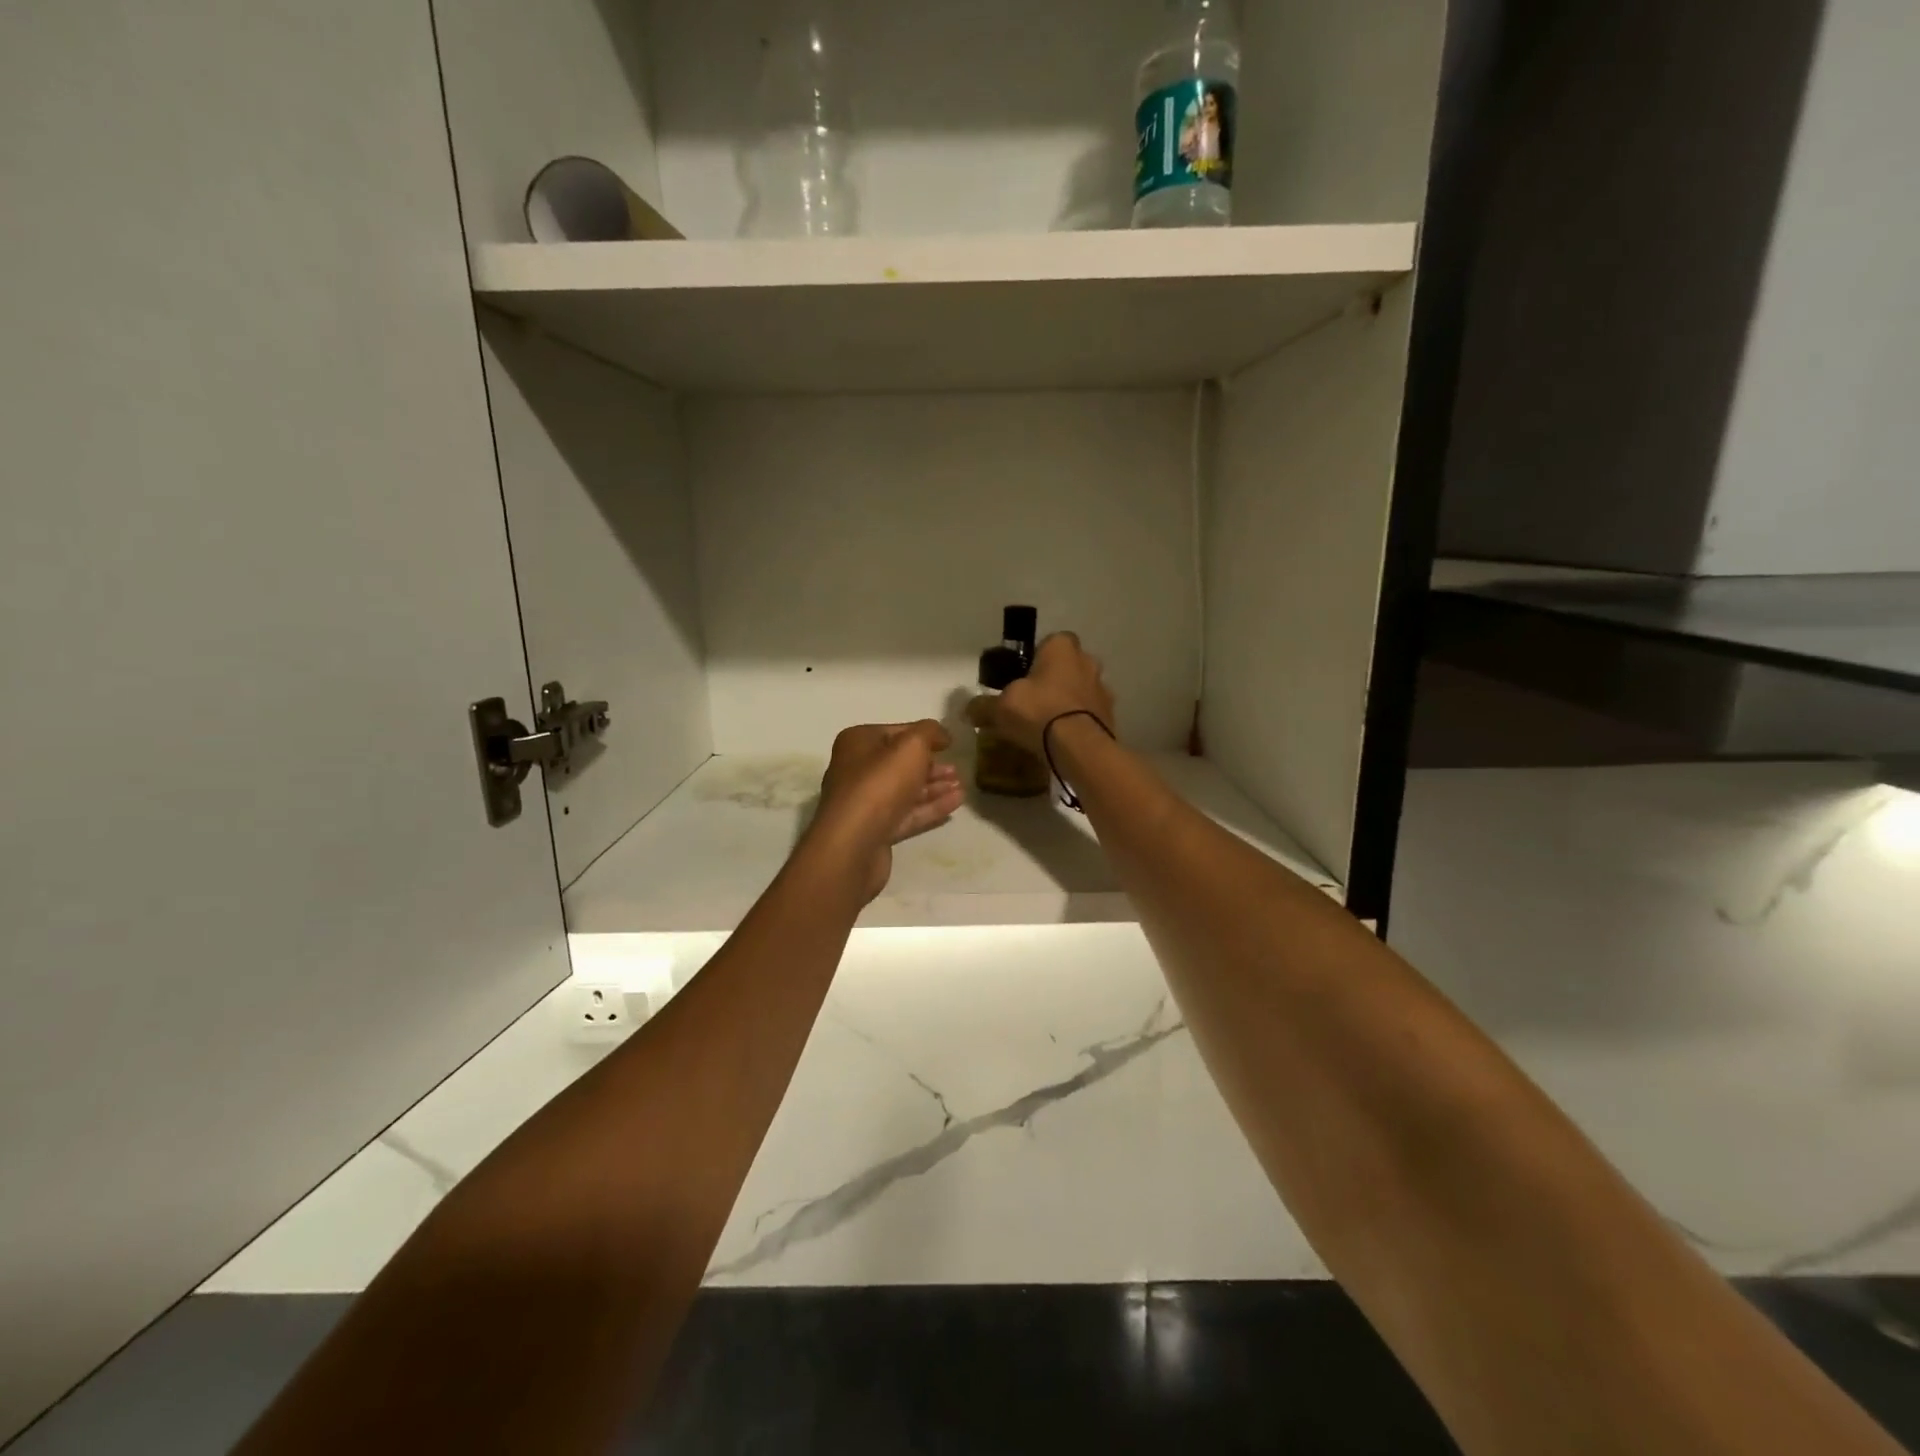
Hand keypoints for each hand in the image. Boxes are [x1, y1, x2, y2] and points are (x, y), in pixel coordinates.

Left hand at [807, 721, 964, 901]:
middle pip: (900, 763)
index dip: (924, 735)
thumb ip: (930, 732)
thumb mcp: (911, 746)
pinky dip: (931, 807)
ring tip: (961, 786)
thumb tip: (941, 734)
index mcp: (858, 743)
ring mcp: (865, 803)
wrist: (854, 843)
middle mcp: (856, 770)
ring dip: (934, 787)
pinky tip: (956, 803)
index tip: (950, 743)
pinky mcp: (875, 830)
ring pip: (905, 790)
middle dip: (931, 765)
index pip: (896, 732)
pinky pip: (907, 814)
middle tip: (957, 769)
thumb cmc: (881, 784)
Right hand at [966, 631, 1114, 756]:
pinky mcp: (1110, 716)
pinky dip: (1078, 722)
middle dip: (1053, 680)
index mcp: (1062, 647)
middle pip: (1067, 666)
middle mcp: (1087, 661)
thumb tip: (968, 710)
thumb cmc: (1038, 712)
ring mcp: (1103, 689)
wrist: (1078, 747)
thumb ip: (984, 706)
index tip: (1022, 677)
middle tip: (1032, 701)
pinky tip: (1061, 740)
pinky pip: (1089, 714)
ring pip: (1080, 690)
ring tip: (1047, 725)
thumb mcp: (1000, 708)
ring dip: (1067, 702)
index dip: (1036, 658)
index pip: (1050, 641)